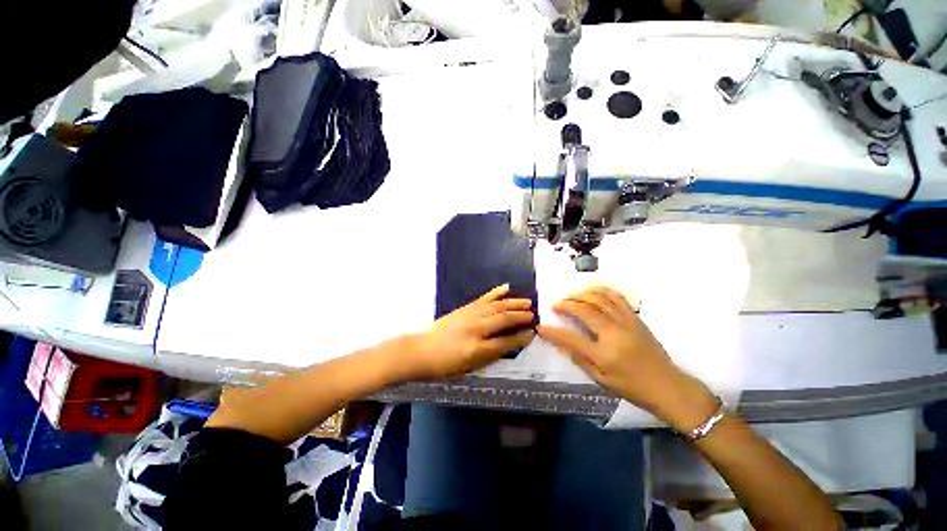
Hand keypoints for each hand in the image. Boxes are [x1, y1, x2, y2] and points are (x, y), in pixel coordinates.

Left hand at [404, 284, 535, 379]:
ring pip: (496, 306)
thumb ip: (490, 355)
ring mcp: (469, 315)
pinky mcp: (465, 308)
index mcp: (477, 349)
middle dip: (521, 316)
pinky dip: (496, 292)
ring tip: (527, 302)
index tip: (533, 332)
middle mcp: (475, 329)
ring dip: (513, 303)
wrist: (421, 350)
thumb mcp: (469, 368)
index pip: (506, 341)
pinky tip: (505, 288)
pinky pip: (483, 298)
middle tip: (534, 314)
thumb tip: (509, 345)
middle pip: (503, 319)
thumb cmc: (445, 365)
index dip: (521, 337)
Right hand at [537, 287, 716, 429]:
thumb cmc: (631, 386)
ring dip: (582, 294)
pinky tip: (593, 291)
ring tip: (571, 295)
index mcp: (603, 354)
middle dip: (566, 305)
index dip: (553, 331)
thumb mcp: (601, 380)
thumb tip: (560, 343)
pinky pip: (617, 298)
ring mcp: (626, 323)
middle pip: (584, 311)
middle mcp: (613, 334)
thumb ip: (579, 359)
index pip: (570, 338)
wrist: (667, 386)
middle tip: (555, 304)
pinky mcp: (635, 318)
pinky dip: (602, 291)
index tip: (541, 326)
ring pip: (599, 299)